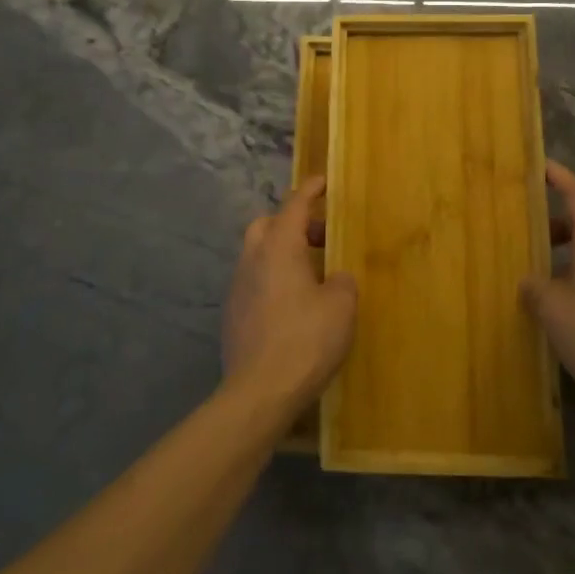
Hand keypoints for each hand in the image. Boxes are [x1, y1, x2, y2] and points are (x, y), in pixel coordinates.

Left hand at [223, 177, 357, 409]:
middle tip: (320, 237)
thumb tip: (334, 278)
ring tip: (310, 273)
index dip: (309, 190)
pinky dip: (273, 280)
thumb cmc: (306, 340)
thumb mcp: (341, 307)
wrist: (259, 392)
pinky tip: (292, 304)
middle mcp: (252, 259)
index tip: (322, 181)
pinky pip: (254, 282)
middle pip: (267, 225)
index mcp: (279, 247)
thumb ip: (341, 282)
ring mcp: (237, 287)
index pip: (294, 205)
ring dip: (281, 253)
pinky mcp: (232, 315)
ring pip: (257, 254)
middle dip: (292, 222)